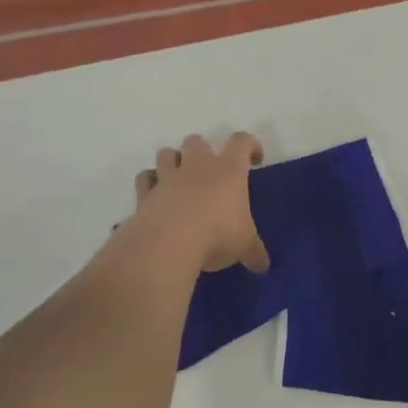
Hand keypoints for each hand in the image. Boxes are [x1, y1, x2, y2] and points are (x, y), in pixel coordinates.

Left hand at [131, 134, 269, 273]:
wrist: (168, 244)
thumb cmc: (217, 236)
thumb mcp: (244, 247)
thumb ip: (254, 252)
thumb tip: (263, 266)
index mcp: (228, 170)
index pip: (241, 142)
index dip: (249, 145)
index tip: (254, 160)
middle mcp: (197, 166)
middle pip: (197, 141)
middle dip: (203, 151)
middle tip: (210, 174)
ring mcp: (167, 178)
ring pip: (165, 153)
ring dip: (172, 162)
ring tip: (180, 181)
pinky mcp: (145, 194)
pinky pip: (145, 180)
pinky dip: (149, 184)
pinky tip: (156, 197)